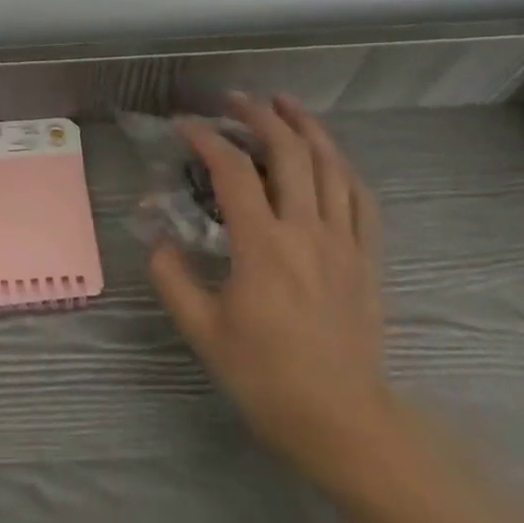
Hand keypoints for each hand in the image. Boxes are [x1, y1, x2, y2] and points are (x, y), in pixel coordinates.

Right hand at [149, 93, 394, 485]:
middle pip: (290, 153)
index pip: (233, 172)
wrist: (345, 424)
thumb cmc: (268, 378)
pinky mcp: (367, 259)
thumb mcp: (203, 331)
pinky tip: (330, 157)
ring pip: (332, 166)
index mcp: (263, 246)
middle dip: (261, 116)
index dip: (207, 138)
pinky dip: (343, 167)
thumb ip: (171, 277)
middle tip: (237, 98)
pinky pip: (362, 199)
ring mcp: (344, 243)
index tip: (183, 125)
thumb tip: (156, 235)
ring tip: (286, 104)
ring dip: (308, 127)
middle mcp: (307, 232)